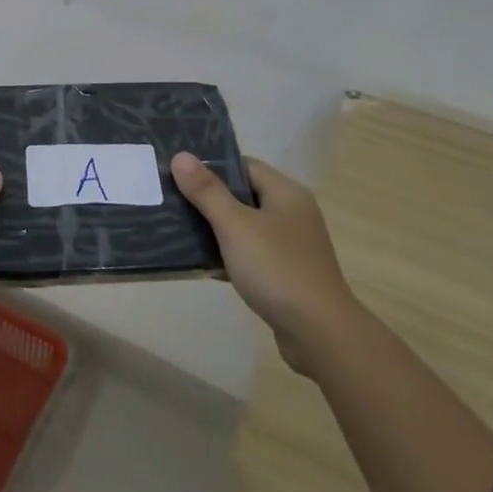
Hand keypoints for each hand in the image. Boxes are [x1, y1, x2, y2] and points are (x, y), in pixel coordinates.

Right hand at [172, 152, 353, 372]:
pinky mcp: (286, 274)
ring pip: (245, 227)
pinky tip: (201, 265)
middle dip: (208, 199)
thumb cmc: (277, 269)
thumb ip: (207, 191)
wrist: (320, 335)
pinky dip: (228, 256)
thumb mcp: (236, 226)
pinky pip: (250, 255)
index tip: (179, 174)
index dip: (212, 167)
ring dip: (216, 229)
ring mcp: (291, 246)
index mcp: (286, 193)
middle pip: (243, 195)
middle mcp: (292, 214)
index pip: (244, 165)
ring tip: (178, 231)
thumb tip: (181, 156)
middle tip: (172, 202)